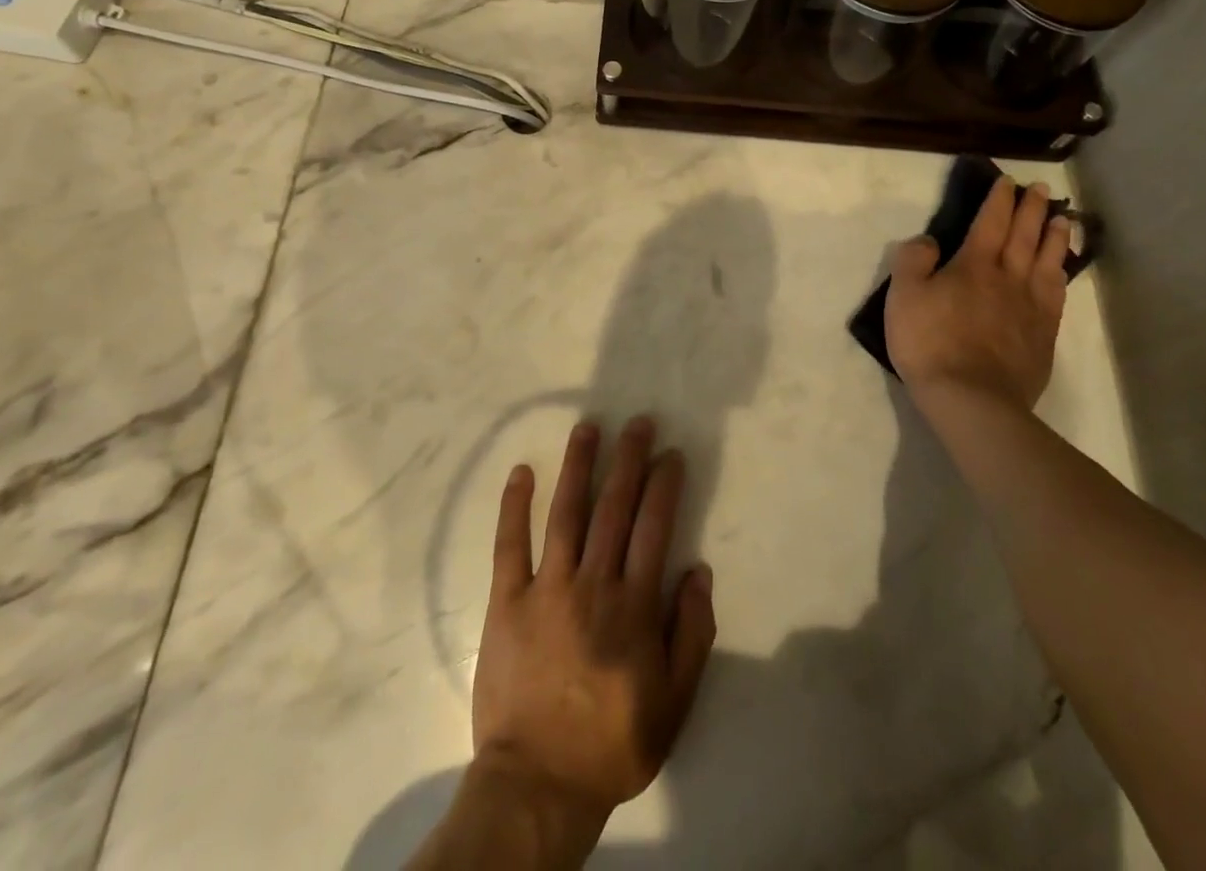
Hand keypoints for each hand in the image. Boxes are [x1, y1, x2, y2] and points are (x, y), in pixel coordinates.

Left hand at [469, 417, 716, 850]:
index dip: (664, 485)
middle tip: (637, 422)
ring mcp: (546, 588)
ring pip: (566, 513)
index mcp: (634, 605)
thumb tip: (699, 570)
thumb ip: (692, 634)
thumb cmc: (612, 743)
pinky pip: (510, 544)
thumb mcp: (674, 702)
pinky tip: (521, 471)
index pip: (654, 526)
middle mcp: (593, 583)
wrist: (538, 784)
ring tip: (588, 428)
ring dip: (578, 466)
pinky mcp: (507, 601)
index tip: (670, 453)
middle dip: (628, 459)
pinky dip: (515, 506)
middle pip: (614, 507)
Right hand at [884, 176, 1069, 435]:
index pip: (990, 223)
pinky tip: (1062, 271)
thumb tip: (929, 240)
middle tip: (1042, 189)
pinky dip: (1062, 274)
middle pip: (1024, 236)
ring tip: (1063, 219)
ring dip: (1055, 237)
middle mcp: (1008, 278)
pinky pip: (1057, 295)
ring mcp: (1031, 307)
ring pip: (1048, 262)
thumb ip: (913, 260)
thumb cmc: (930, 343)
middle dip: (1032, 210)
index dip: (999, 200)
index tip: (1008, 182)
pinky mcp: (1043, 334)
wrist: (971, 398)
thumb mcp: (903, 296)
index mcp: (973, 265)